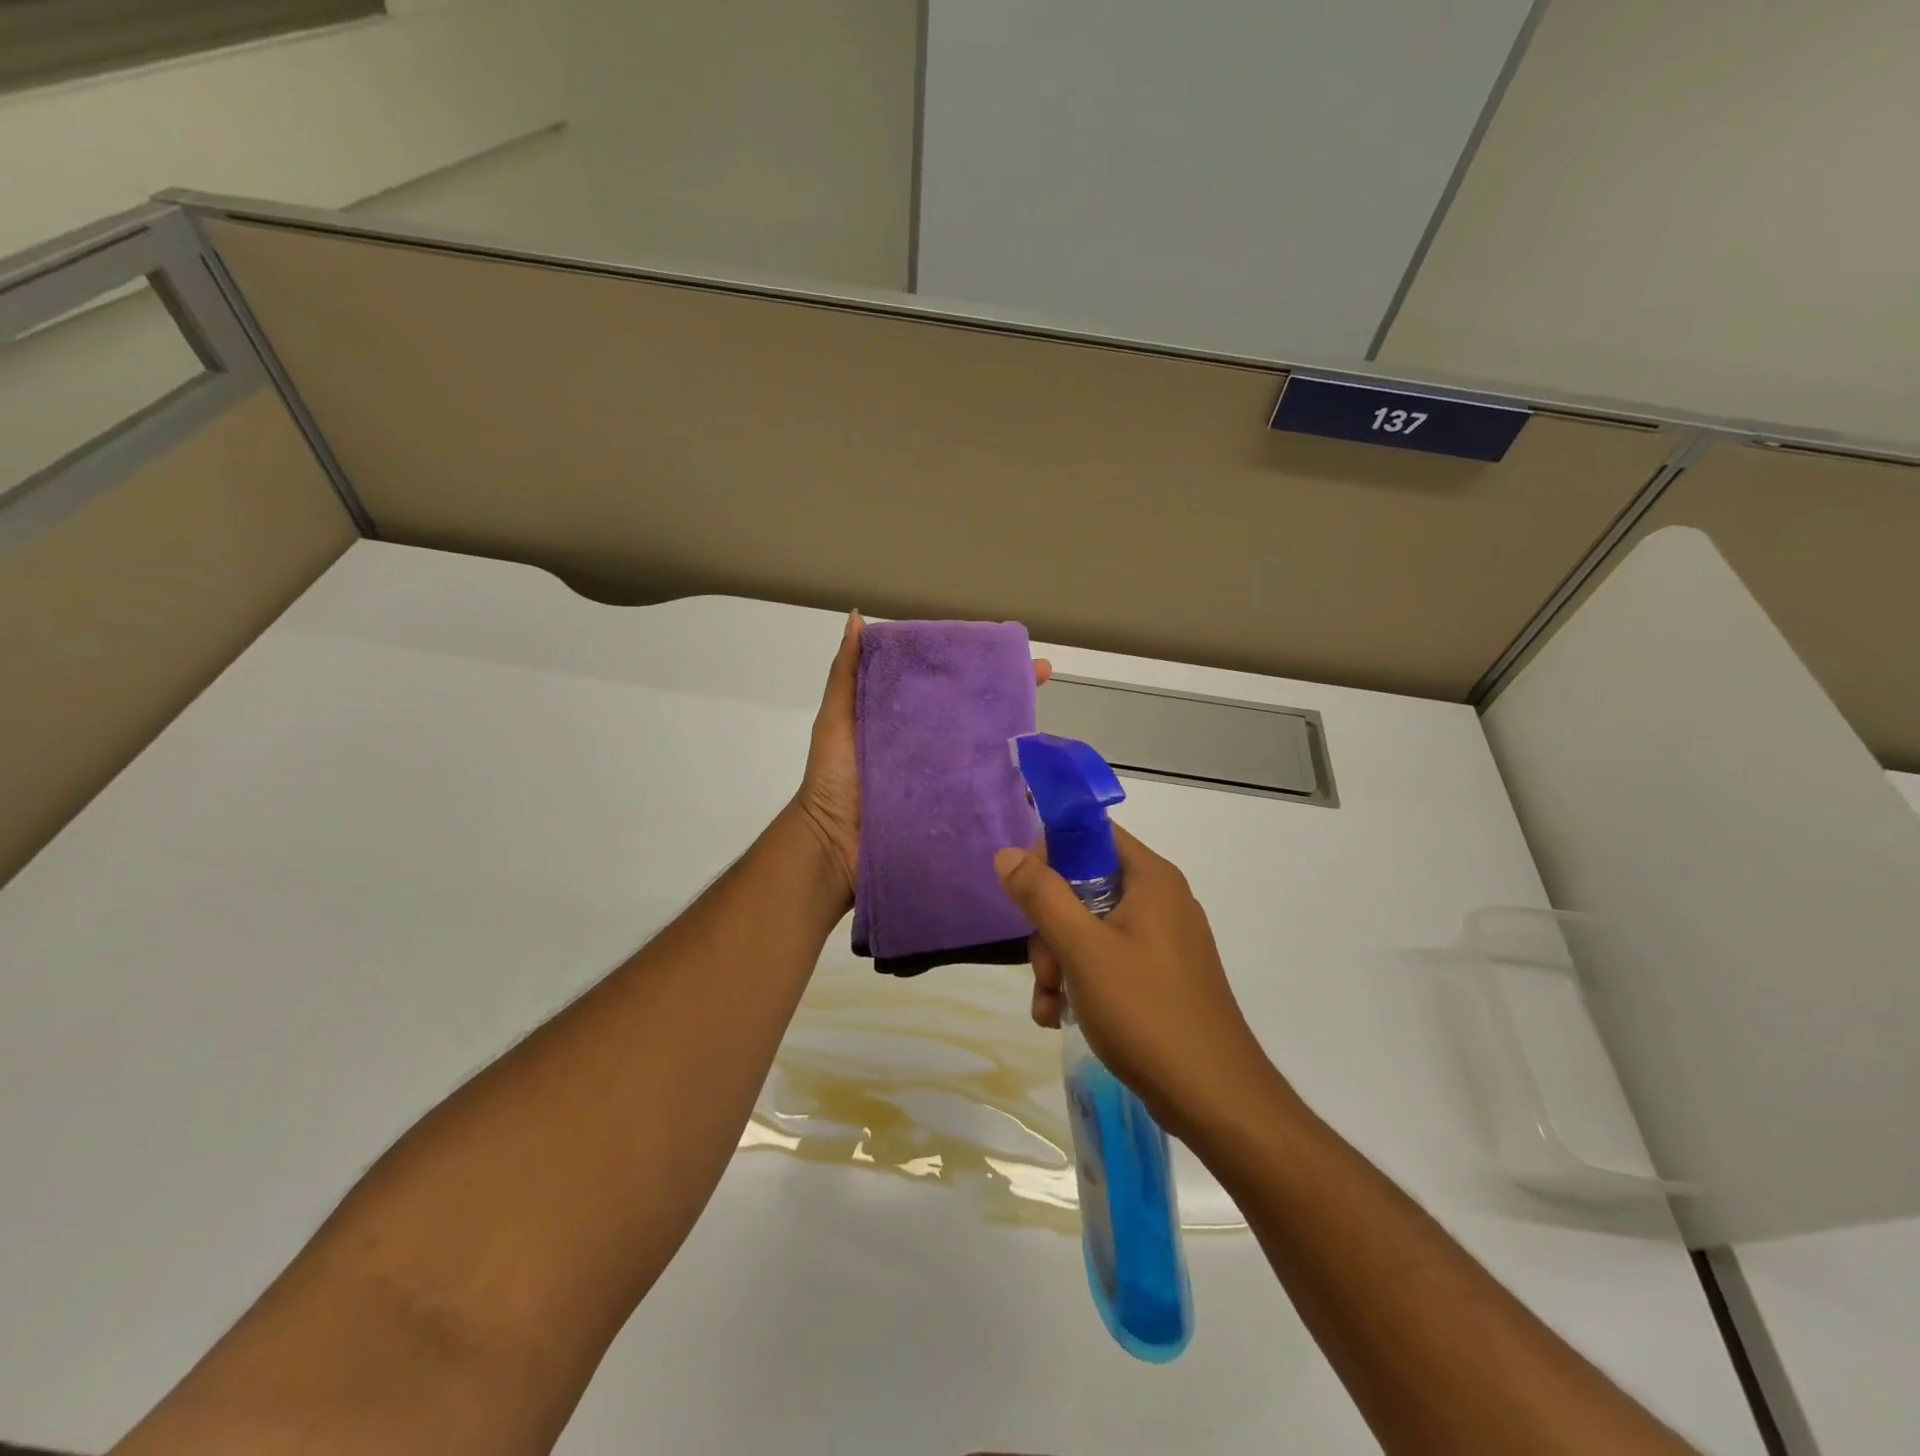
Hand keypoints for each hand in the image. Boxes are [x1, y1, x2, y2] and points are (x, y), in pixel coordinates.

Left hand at [791, 612, 1051, 912]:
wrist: (832, 842)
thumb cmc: (833, 777)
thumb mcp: (837, 719)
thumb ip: (847, 673)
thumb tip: (857, 617)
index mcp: (909, 719)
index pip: (949, 684)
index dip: (976, 665)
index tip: (1004, 647)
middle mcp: (934, 745)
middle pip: (978, 715)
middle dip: (1011, 695)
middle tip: (1041, 677)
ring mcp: (948, 779)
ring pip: (990, 752)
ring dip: (1019, 740)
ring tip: (1046, 724)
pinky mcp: (955, 810)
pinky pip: (988, 793)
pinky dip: (1012, 785)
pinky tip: (1038, 773)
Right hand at [993, 825, 1276, 1140]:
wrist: (1213, 1098)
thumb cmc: (1145, 1010)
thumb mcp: (1082, 948)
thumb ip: (1042, 895)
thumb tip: (1008, 853)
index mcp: (1151, 878)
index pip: (1093, 834)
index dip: (1052, 852)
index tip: (1024, 889)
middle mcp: (1161, 900)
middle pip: (1085, 887)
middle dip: (1051, 928)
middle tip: (1045, 969)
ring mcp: (1164, 941)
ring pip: (1091, 929)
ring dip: (1060, 963)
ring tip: (1050, 1005)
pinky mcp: (1162, 977)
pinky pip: (1109, 961)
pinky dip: (1082, 983)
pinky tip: (1061, 1018)